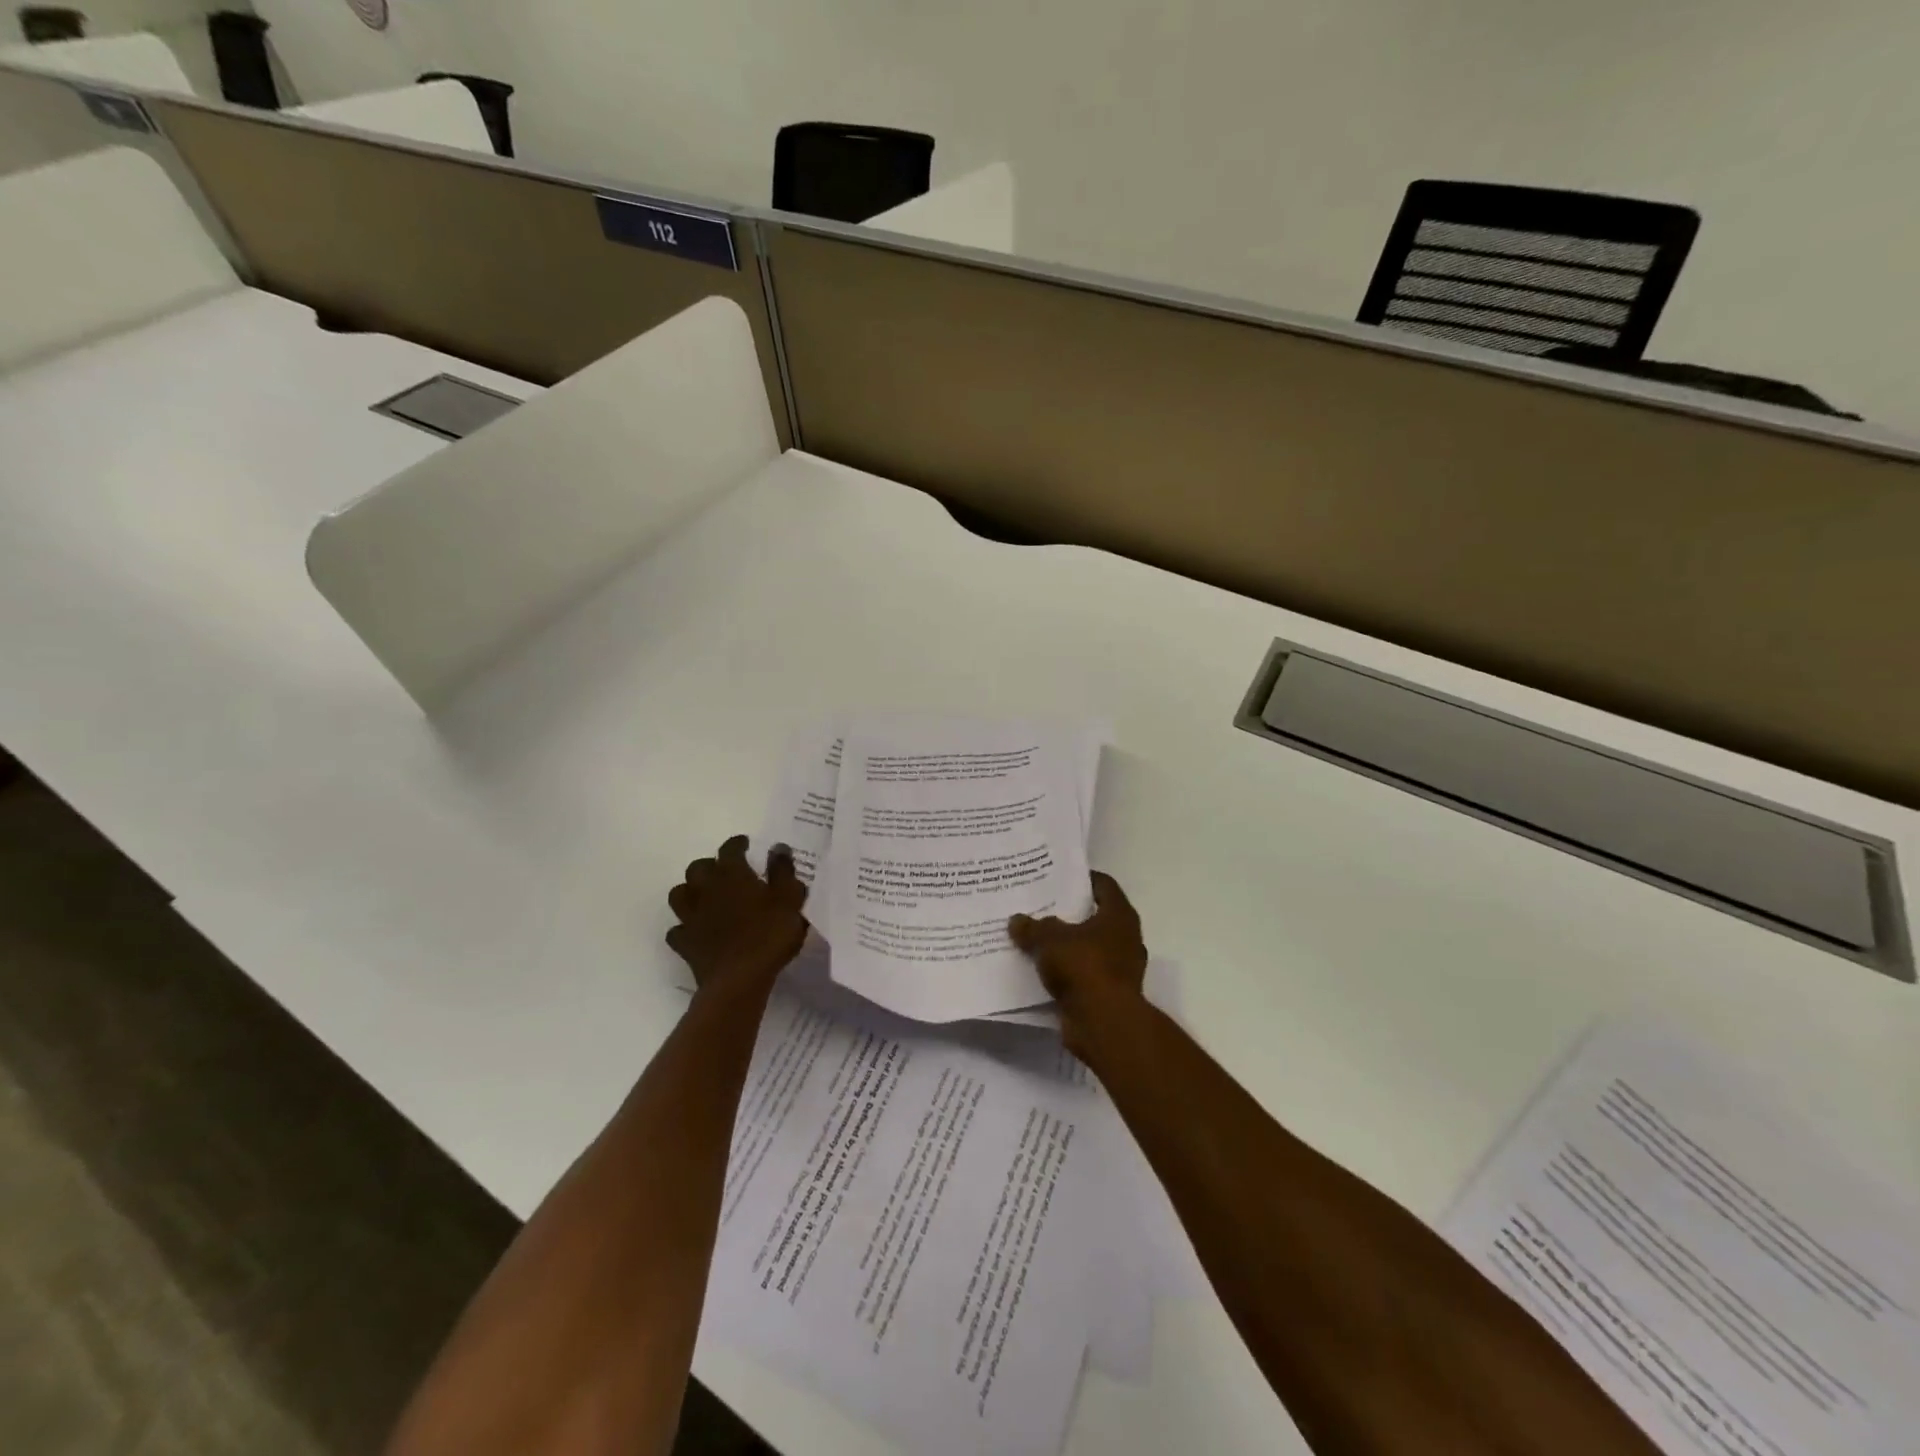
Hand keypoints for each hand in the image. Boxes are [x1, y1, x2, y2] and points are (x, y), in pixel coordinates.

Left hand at [666, 836, 807, 996]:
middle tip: (725, 872)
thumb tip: (777, 847)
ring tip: (705, 896)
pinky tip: (696, 930)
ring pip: (680, 894)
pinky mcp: (685, 943)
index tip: (745, 844)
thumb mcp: (789, 898)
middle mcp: (706, 889)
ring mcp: (691, 917)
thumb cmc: (769, 934)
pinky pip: (678, 929)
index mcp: (732, 874)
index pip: (730, 849)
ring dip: (691, 891)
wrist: (739, 979)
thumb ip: (783, 871)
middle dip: (710, 865)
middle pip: (698, 868)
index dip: (737, 844)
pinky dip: (685, 926)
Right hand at [1009, 872, 1146, 1049]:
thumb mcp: (1050, 939)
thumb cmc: (1084, 967)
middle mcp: (1125, 939)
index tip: (1059, 876)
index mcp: (1120, 916)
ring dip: (1066, 945)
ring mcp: (1119, 969)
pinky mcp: (1108, 994)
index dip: (1083, 879)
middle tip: (1040, 905)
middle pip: (1095, 917)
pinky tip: (1040, 969)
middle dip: (1069, 913)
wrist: (1103, 1023)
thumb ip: (1033, 927)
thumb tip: (1017, 920)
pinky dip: (1065, 972)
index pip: (1104, 885)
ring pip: (1088, 948)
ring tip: (1035, 937)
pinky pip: (1082, 975)